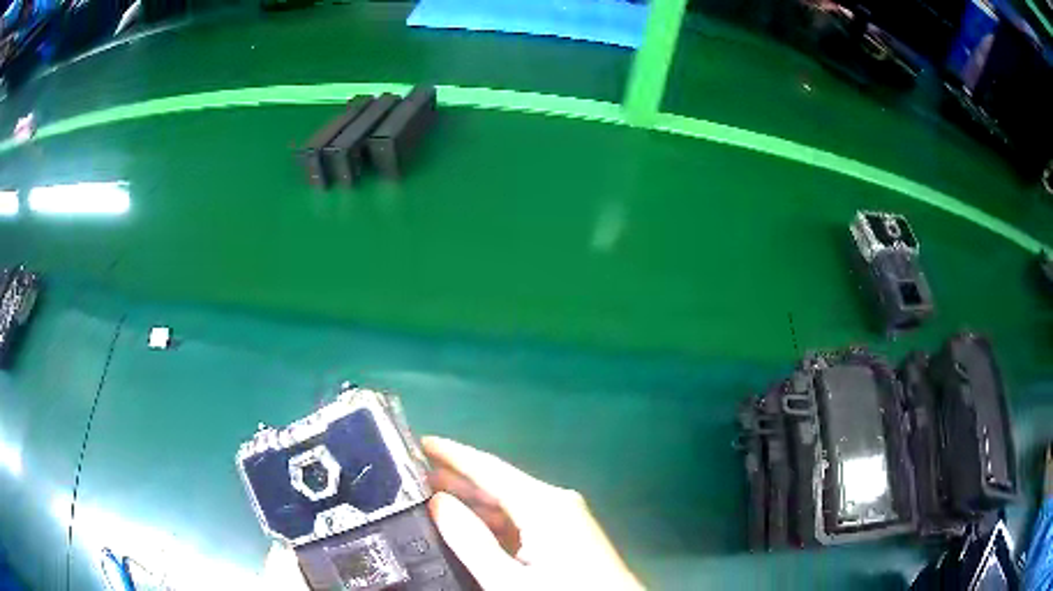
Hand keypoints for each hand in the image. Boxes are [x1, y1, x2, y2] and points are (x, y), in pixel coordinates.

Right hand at [423, 436, 643, 590]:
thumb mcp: (507, 579)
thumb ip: (471, 540)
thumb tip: (439, 501)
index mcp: (544, 503)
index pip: (489, 468)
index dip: (453, 454)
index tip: (421, 442)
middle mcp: (557, 502)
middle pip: (500, 484)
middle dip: (459, 479)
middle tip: (415, 477)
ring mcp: (566, 520)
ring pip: (512, 503)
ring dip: (475, 502)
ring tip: (434, 500)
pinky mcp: (569, 537)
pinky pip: (524, 521)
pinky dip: (495, 522)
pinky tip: (471, 529)